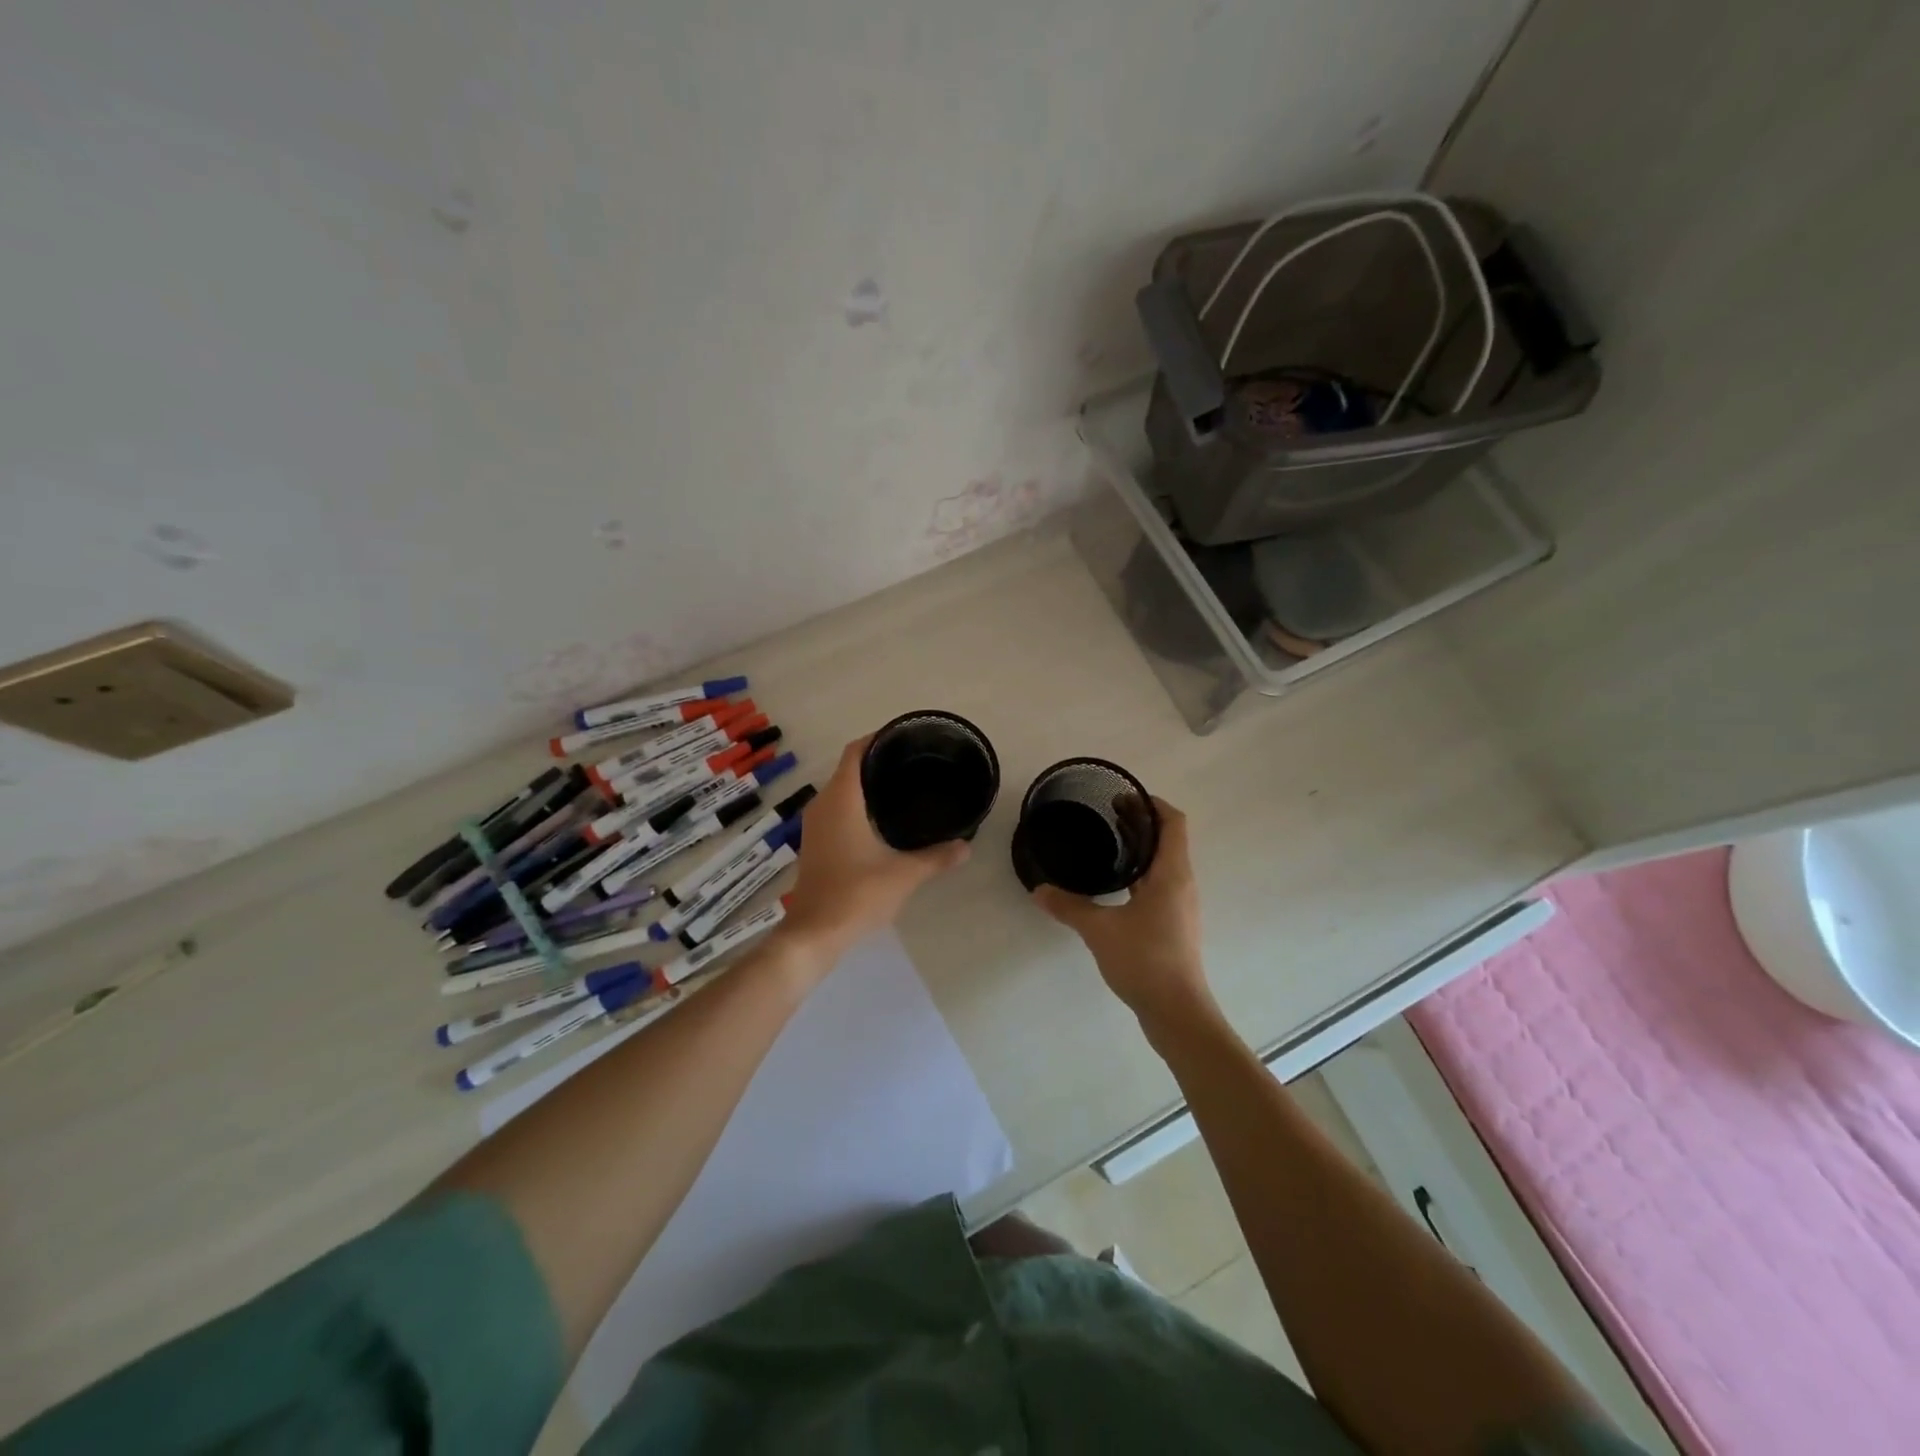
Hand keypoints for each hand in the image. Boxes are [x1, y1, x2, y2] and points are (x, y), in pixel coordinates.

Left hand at [776, 734, 970, 972]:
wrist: (814, 933)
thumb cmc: (856, 894)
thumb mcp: (904, 874)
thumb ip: (937, 857)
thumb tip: (966, 845)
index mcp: (841, 799)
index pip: (856, 752)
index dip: (877, 738)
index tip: (905, 737)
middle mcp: (823, 804)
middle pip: (848, 768)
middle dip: (877, 761)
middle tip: (914, 762)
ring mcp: (815, 825)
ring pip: (841, 790)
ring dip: (866, 785)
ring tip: (902, 786)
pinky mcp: (815, 843)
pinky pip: (836, 809)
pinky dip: (857, 805)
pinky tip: (882, 819)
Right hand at [1031, 798, 1216, 1034]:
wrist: (1177, 1012)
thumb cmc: (1145, 960)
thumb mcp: (1099, 929)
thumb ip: (1068, 906)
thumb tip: (1038, 889)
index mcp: (1172, 873)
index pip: (1173, 822)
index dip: (1152, 804)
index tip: (1123, 798)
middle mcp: (1182, 883)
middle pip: (1168, 840)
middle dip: (1141, 823)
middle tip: (1107, 813)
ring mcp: (1180, 906)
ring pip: (1164, 864)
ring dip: (1141, 849)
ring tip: (1109, 843)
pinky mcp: (1174, 926)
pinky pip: (1159, 885)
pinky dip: (1141, 873)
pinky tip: (1116, 885)